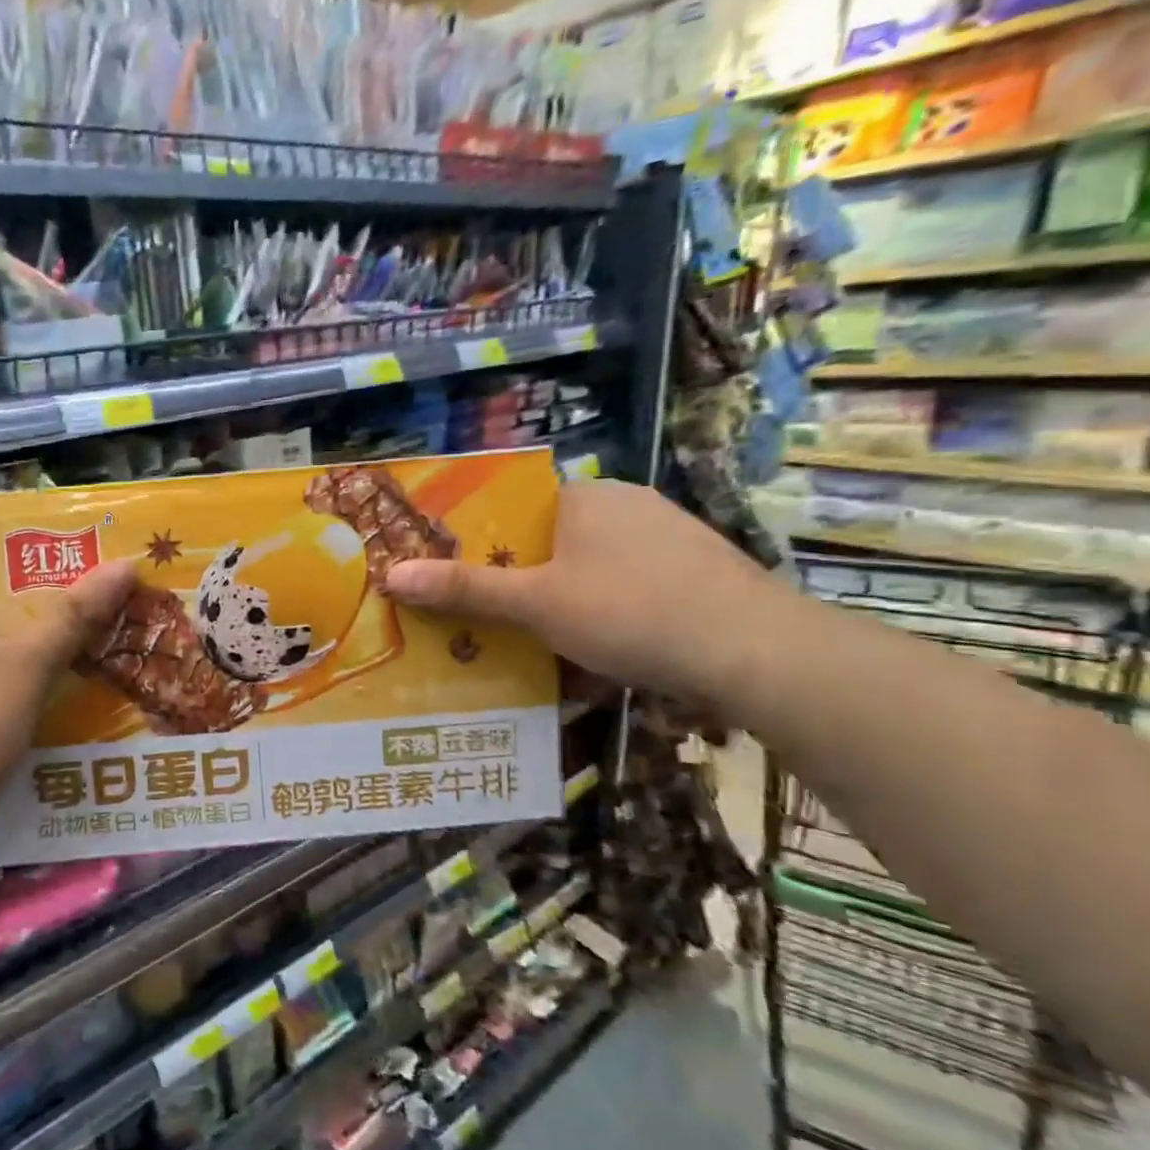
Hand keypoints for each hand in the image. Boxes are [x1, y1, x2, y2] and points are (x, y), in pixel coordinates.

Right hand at [384, 480, 795, 708]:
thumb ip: (465, 589)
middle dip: (522, 579)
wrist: (758, 652)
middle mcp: (628, 503)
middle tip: (492, 619)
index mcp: (586, 496)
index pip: (516, 508)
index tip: (461, 581)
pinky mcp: (699, 570)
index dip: (483, 543)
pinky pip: (631, 585)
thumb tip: (391, 574)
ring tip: (540, 641)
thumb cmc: (631, 613)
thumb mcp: (537, 605)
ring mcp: (671, 535)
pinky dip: (608, 611)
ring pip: (593, 566)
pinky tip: (605, 648)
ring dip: (565, 599)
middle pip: (552, 540)